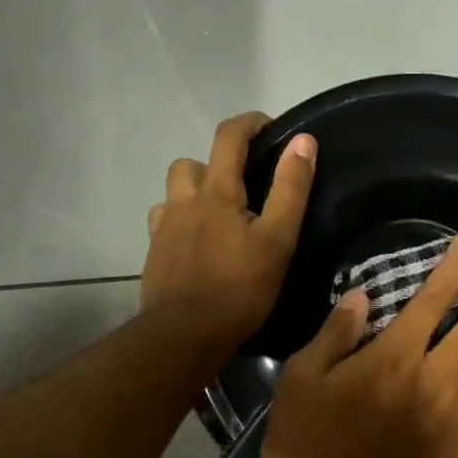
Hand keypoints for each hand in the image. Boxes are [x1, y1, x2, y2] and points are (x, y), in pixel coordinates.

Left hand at [141, 113, 315, 357]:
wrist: (185, 334)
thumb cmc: (240, 288)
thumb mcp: (278, 239)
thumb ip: (291, 188)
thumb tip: (303, 140)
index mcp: (217, 192)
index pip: (228, 137)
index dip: (249, 123)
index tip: (270, 129)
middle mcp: (184, 200)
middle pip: (195, 162)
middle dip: (219, 163)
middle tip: (245, 187)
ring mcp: (163, 226)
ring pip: (176, 191)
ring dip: (196, 191)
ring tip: (220, 216)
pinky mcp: (154, 252)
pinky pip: (164, 220)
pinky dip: (181, 220)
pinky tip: (197, 242)